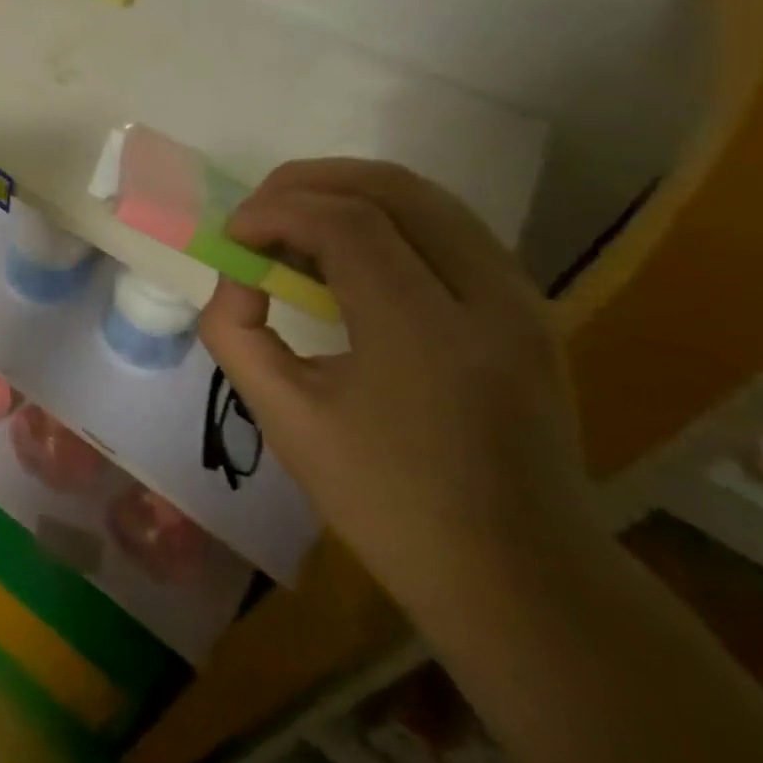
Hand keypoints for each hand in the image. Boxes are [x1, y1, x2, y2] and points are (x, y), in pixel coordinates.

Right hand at [199, 159, 599, 622]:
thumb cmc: (392, 507)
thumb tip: (236, 278)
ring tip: (294, 222)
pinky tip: (348, 250)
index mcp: (426, 335)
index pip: (346, 223)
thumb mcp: (287, 422)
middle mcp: (489, 298)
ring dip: (347, 191)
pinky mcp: (529, 307)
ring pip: (426, 196)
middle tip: (259, 213)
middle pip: (392, 187)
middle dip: (308, 182)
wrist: (523, 580)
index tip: (232, 235)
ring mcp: (521, 299)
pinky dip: (386, 214)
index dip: (276, 211)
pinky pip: (449, 225)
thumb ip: (237, 334)